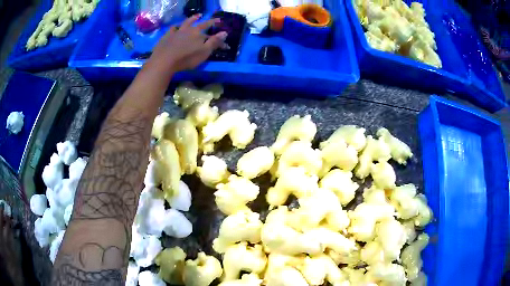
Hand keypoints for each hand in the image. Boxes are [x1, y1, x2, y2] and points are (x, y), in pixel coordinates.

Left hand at [147, 14, 227, 74]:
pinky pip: (172, 29)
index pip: (211, 31)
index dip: (217, 30)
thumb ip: (214, 42)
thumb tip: (225, 32)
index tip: (223, 28)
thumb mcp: (204, 52)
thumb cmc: (186, 58)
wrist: (164, 61)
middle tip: (214, 19)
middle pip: (200, 25)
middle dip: (208, 22)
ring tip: (197, 16)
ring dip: (192, 19)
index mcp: (198, 34)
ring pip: (186, 23)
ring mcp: (177, 32)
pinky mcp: (167, 36)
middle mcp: (189, 30)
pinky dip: (176, 27)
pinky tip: (176, 27)